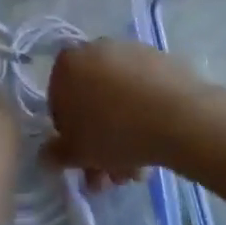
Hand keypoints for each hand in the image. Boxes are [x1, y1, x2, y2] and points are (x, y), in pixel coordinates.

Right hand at [46, 39, 210, 183]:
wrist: (178, 117)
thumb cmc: (114, 132)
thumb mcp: (76, 152)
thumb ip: (55, 154)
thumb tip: (47, 154)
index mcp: (67, 63)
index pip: (59, 103)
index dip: (71, 137)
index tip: (86, 160)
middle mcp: (95, 49)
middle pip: (93, 103)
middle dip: (101, 143)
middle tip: (113, 176)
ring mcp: (131, 51)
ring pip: (120, 100)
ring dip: (124, 136)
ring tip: (138, 172)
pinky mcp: (161, 59)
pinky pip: (144, 92)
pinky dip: (145, 116)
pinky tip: (156, 147)